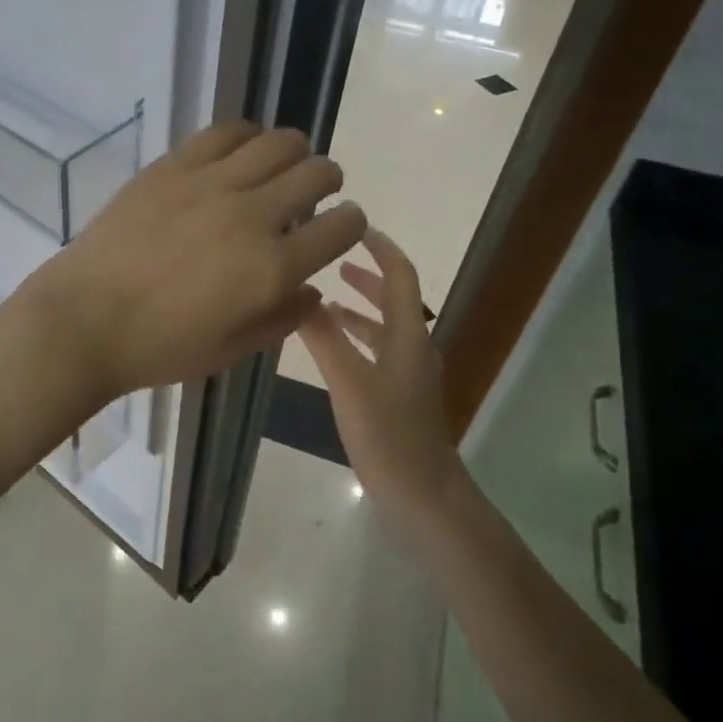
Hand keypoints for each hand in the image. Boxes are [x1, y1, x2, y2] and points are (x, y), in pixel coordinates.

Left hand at [18, 121, 367, 401]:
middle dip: (328, 181)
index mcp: (272, 268)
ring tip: (278, 167)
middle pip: (317, 172)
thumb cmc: (158, 347)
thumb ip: (282, 318)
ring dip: (293, 153)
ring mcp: (210, 183)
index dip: (350, 223)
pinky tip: (240, 151)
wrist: (85, 319)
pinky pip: (225, 131)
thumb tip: (312, 290)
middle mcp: (251, 215)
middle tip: (313, 192)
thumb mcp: (231, 350)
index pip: (342, 227)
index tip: (340, 226)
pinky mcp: (173, 166)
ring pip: (278, 142)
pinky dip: (246, 136)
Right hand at [297, 228, 467, 521]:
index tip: (354, 226)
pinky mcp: (398, 394)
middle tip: (332, 258)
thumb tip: (299, 294)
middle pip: (394, 298)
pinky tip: (332, 345)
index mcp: (408, 336)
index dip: (381, 248)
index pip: (400, 276)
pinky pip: (376, 350)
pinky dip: (356, 336)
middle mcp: (412, 347)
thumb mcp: (349, 382)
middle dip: (366, 274)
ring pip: (384, 325)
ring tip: (324, 297)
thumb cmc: (388, 434)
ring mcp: (407, 373)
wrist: (423, 494)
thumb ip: (323, 337)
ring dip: (359, 306)